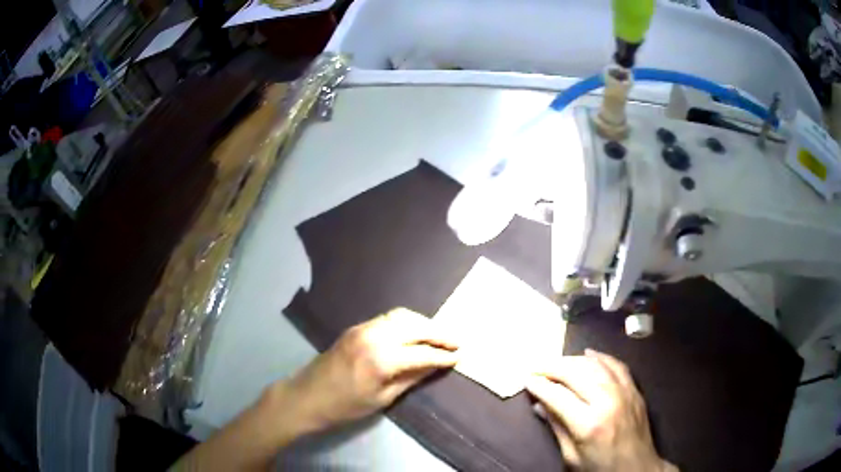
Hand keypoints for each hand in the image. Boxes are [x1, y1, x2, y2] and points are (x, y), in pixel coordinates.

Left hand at [274, 308, 459, 434]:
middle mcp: (373, 336)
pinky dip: (406, 322)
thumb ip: (412, 378)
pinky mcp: (356, 327)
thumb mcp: (383, 399)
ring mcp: (363, 328)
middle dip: (438, 332)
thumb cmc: (345, 406)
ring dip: (423, 323)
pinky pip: (388, 318)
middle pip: (415, 326)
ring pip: (402, 316)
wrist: (307, 396)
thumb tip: (437, 365)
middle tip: (457, 341)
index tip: (460, 356)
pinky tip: (415, 332)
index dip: (443, 355)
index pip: (422, 352)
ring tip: (439, 335)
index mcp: (381, 359)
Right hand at [526, 349, 675, 471]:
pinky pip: (617, 365)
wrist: (637, 468)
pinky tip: (589, 353)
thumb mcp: (572, 456)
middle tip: (537, 366)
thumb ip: (557, 428)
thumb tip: (539, 406)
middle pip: (576, 374)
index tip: (527, 379)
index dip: (540, 386)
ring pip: (596, 365)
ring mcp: (624, 392)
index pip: (558, 396)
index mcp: (588, 424)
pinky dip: (601, 357)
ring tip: (557, 361)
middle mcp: (607, 402)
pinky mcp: (635, 389)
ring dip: (573, 360)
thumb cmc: (600, 468)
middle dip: (553, 368)